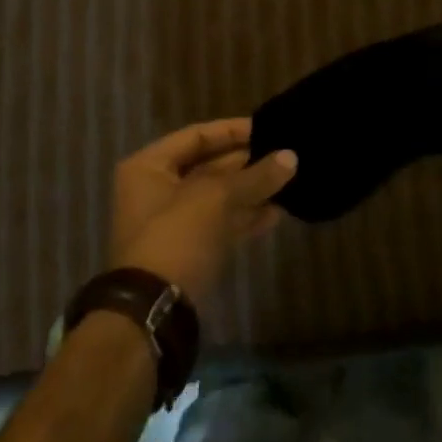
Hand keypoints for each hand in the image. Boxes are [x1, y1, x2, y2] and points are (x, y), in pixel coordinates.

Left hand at [108, 119, 297, 305]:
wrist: (153, 314)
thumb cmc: (177, 236)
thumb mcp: (217, 198)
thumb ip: (255, 176)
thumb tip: (292, 157)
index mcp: (149, 167)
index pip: (197, 136)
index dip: (233, 130)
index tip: (267, 128)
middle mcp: (157, 190)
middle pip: (209, 166)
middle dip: (247, 163)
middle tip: (284, 154)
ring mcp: (173, 224)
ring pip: (218, 197)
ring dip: (251, 191)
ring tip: (289, 181)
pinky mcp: (189, 252)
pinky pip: (221, 224)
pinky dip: (246, 217)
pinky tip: (277, 212)